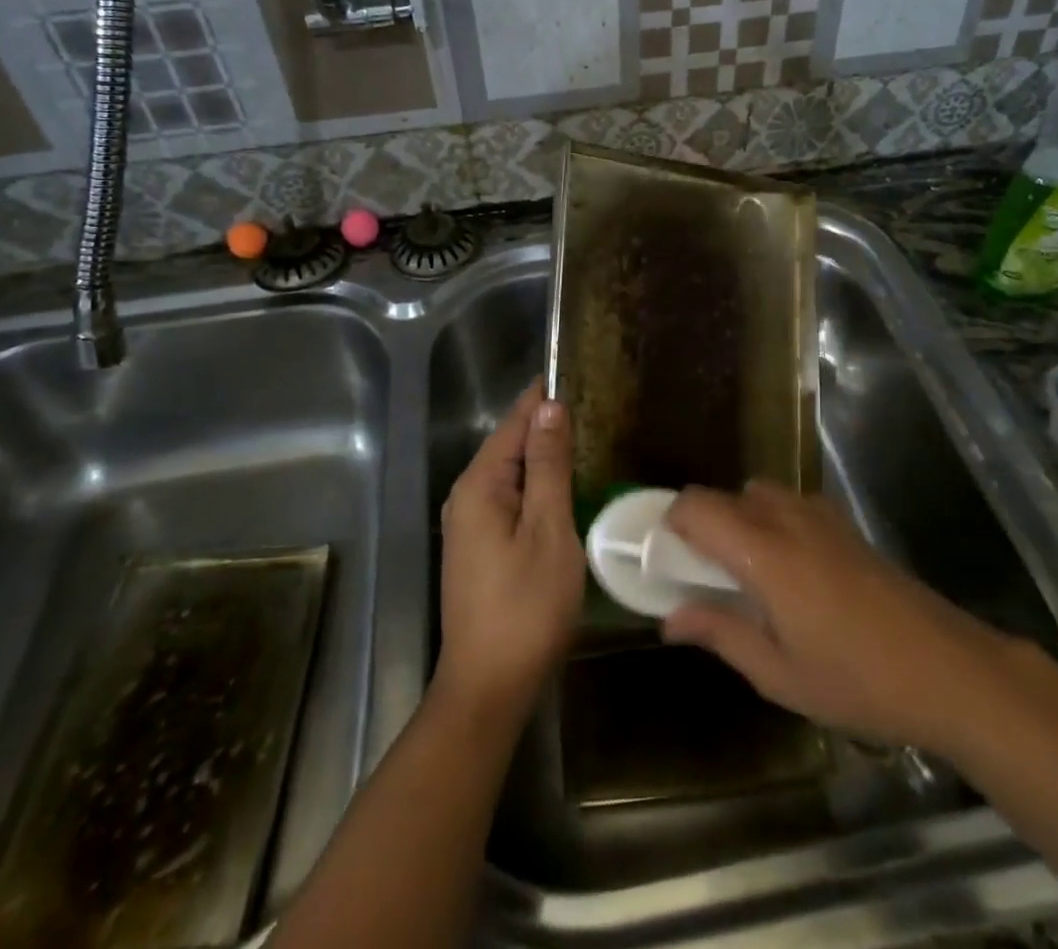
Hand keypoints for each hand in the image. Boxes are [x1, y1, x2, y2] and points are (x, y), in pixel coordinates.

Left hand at [435, 379, 583, 722]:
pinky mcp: (477, 547)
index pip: (514, 422)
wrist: (488, 686)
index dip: (543, 397)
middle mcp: (466, 495)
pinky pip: (508, 497)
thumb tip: (549, 407)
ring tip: (583, 437)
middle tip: (591, 405)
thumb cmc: (526, 605)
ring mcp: (468, 523)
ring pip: (509, 472)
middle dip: (544, 423)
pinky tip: (561, 487)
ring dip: (541, 454)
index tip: (575, 371)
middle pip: (508, 444)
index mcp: (480, 484)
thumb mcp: (548, 530)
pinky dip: (534, 484)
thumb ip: (548, 466)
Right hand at [662, 481, 1006, 751]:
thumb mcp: (779, 673)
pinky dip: (771, 521)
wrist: (947, 668)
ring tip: (749, 576)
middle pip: (724, 496)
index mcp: (763, 552)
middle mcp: (786, 518)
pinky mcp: (844, 523)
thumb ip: (720, 634)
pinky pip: (789, 504)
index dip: (671, 523)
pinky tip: (791, 572)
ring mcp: (820, 515)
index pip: (697, 506)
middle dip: (704, 527)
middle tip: (706, 578)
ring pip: (757, 494)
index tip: (668, 560)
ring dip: (739, 521)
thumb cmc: (857, 679)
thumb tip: (670, 618)